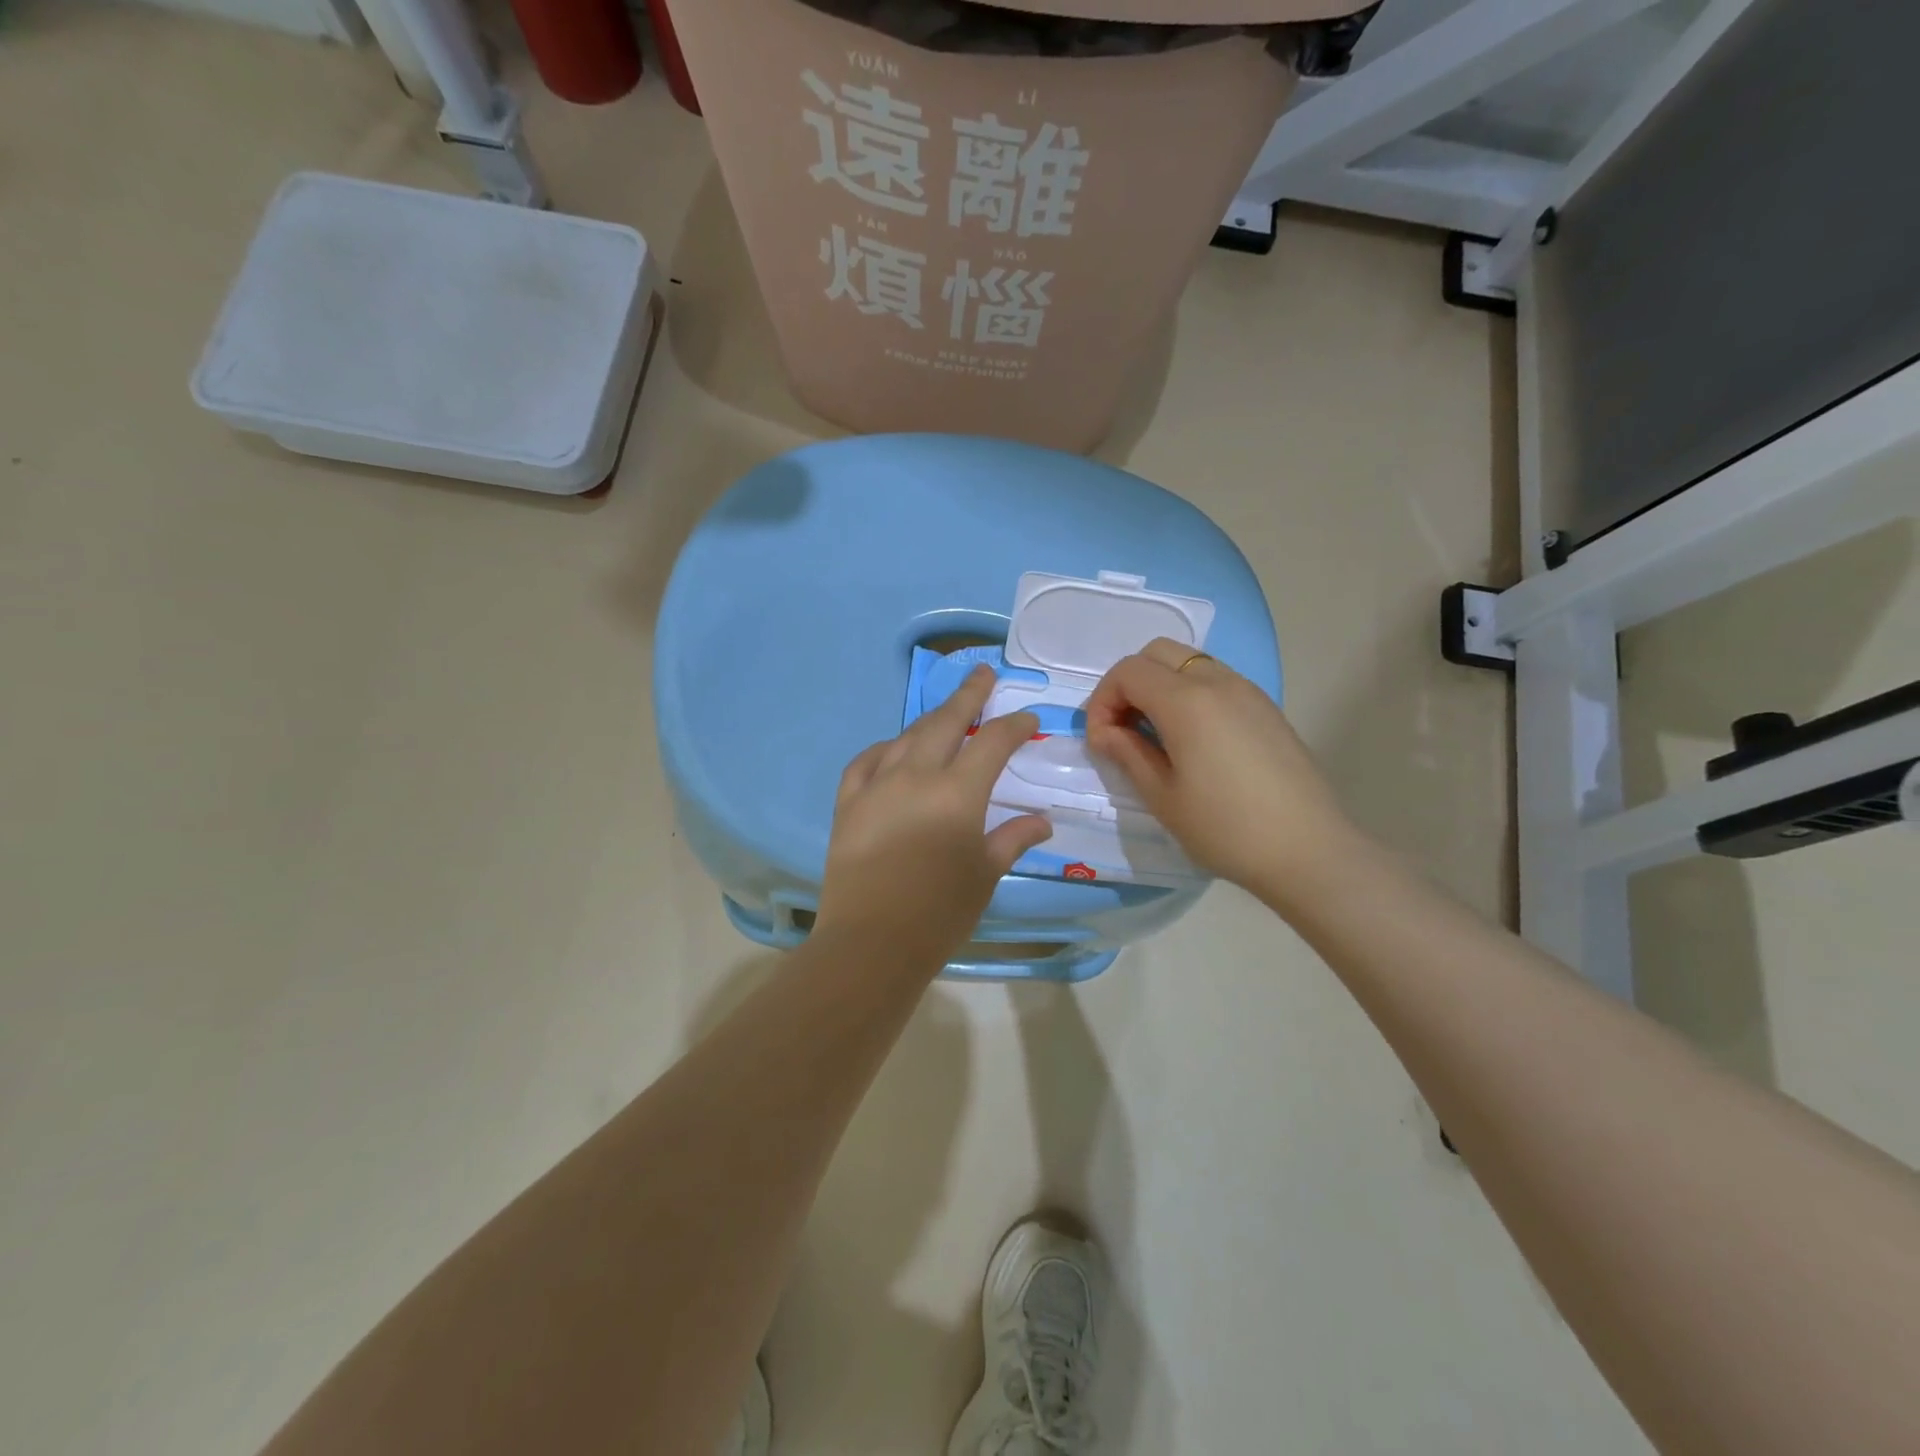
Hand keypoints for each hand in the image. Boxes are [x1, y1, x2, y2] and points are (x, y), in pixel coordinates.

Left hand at [816, 666, 1052, 968]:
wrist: (871, 942)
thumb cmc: (940, 912)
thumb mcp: (986, 874)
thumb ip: (1013, 838)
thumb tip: (1042, 821)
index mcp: (958, 792)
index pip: (993, 742)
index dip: (1014, 726)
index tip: (1028, 719)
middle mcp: (916, 776)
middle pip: (946, 722)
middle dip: (969, 695)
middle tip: (983, 674)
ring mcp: (877, 785)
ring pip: (906, 736)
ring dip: (930, 719)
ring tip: (945, 712)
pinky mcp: (847, 803)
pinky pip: (866, 762)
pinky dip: (885, 749)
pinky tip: (893, 750)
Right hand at [1084, 639, 1360, 903]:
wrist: (1308, 850)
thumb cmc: (1226, 828)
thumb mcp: (1162, 797)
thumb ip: (1128, 753)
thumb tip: (1106, 732)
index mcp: (1186, 701)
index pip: (1128, 672)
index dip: (1103, 701)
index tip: (1102, 742)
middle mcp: (1217, 681)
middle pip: (1157, 652)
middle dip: (1129, 684)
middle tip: (1124, 729)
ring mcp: (1247, 691)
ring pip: (1189, 662)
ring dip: (1161, 686)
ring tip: (1156, 735)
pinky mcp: (1266, 707)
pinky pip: (1216, 680)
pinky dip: (1190, 694)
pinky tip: (1193, 740)